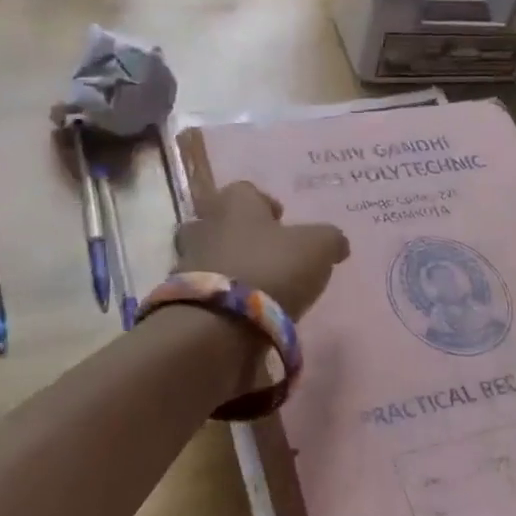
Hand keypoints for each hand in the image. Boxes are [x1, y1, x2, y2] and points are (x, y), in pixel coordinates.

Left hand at [176, 181, 350, 319]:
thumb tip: (336, 242)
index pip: (247, 190)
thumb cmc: (271, 269)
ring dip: (228, 266)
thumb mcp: (317, 248)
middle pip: (221, 220)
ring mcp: (186, 260)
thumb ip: (330, 239)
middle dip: (242, 234)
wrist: (218, 325)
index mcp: (234, 202)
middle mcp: (204, 223)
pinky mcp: (179, 297)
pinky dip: (220, 296)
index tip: (282, 223)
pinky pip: (204, 289)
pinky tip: (240, 311)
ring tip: (256, 287)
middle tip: (268, 254)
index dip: (265, 204)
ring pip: (209, 254)